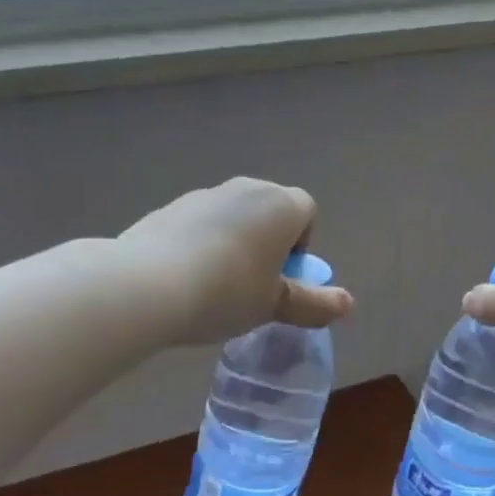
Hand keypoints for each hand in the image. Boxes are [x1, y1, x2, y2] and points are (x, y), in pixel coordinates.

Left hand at [117, 178, 353, 346]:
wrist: (146, 284)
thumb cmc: (226, 292)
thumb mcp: (274, 306)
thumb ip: (313, 303)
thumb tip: (348, 304)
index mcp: (281, 205)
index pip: (307, 212)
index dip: (301, 244)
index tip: (282, 277)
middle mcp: (247, 189)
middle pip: (271, 209)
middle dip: (269, 241)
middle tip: (254, 282)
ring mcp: (206, 194)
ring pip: (234, 215)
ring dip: (235, 241)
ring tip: (216, 284)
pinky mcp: (171, 206)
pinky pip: (201, 222)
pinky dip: (202, 242)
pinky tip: (185, 277)